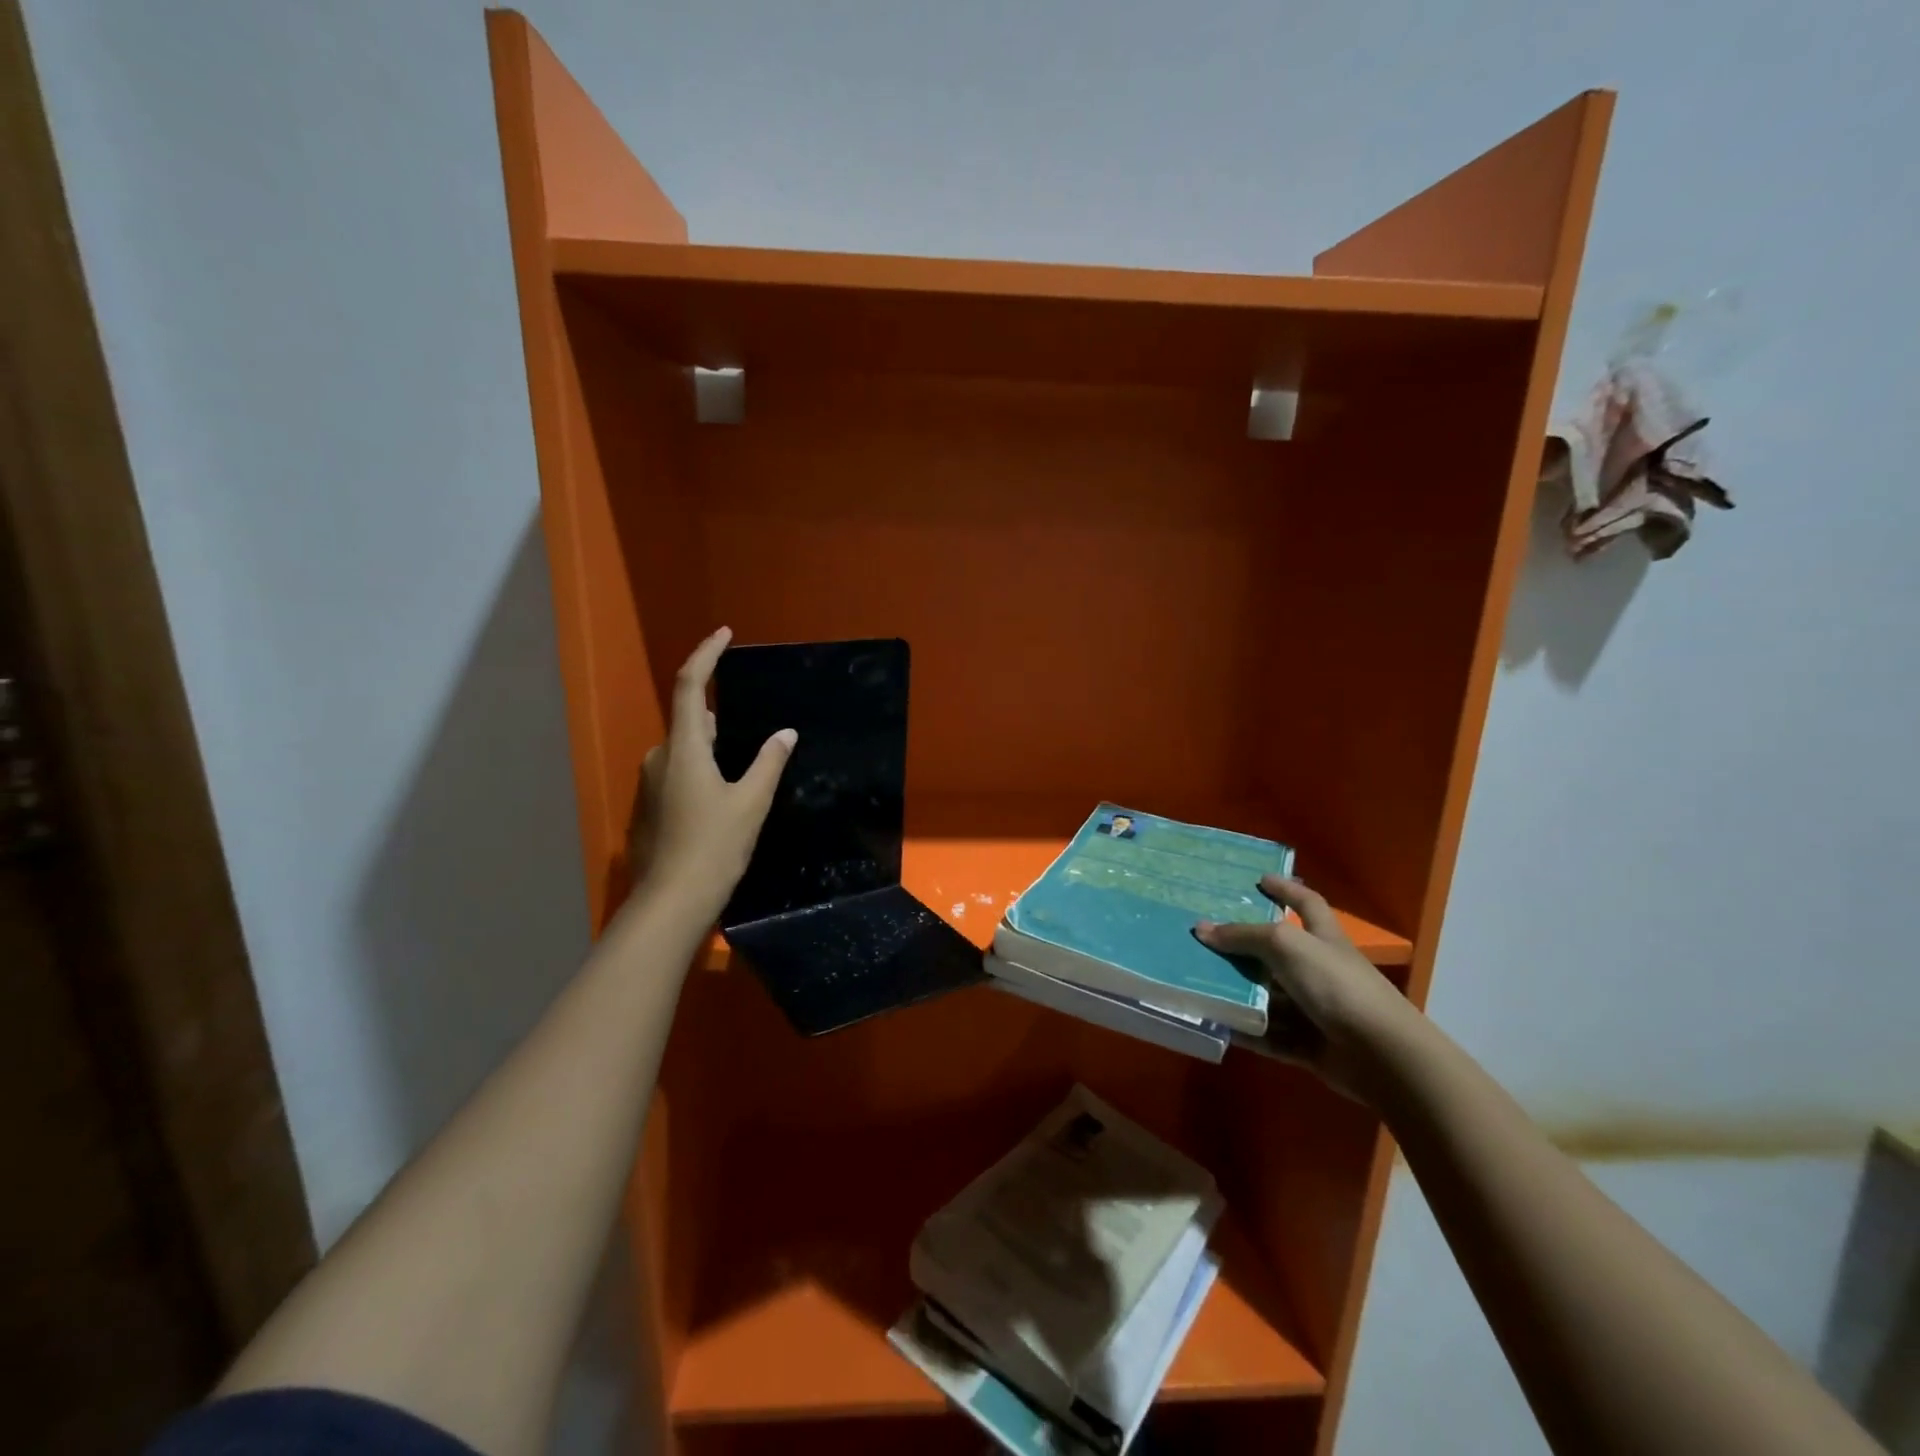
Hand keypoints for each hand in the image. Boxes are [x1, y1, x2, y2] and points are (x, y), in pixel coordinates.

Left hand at [625, 627, 794, 921]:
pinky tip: (725, 797)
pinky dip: (702, 770)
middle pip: (690, 720)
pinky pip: (679, 772)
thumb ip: (768, 762)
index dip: (706, 655)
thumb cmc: (714, 846)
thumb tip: (785, 733)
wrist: (671, 902)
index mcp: (683, 747)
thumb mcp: (751, 802)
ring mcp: (650, 783)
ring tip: (747, 765)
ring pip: (685, 749)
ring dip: (712, 747)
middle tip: (755, 725)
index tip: (725, 634)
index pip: (690, 685)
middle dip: (719, 714)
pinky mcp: (650, 806)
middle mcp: (660, 757)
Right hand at [1196, 877, 1418, 1101]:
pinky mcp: (1308, 1044)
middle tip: (1204, 939)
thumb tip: (1201, 928)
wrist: (1381, 1055)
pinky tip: (1218, 1025)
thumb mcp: (1286, 946)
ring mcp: (1315, 1009)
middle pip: (1275, 954)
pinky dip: (1246, 1031)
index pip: (1306, 903)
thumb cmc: (1336, 984)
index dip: (1286, 889)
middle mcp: (1319, 970)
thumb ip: (1243, 936)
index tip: (1260, 879)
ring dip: (1237, 993)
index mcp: (1323, 938)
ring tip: (1197, 984)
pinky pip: (1269, 1035)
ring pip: (1268, 997)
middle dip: (1243, 947)